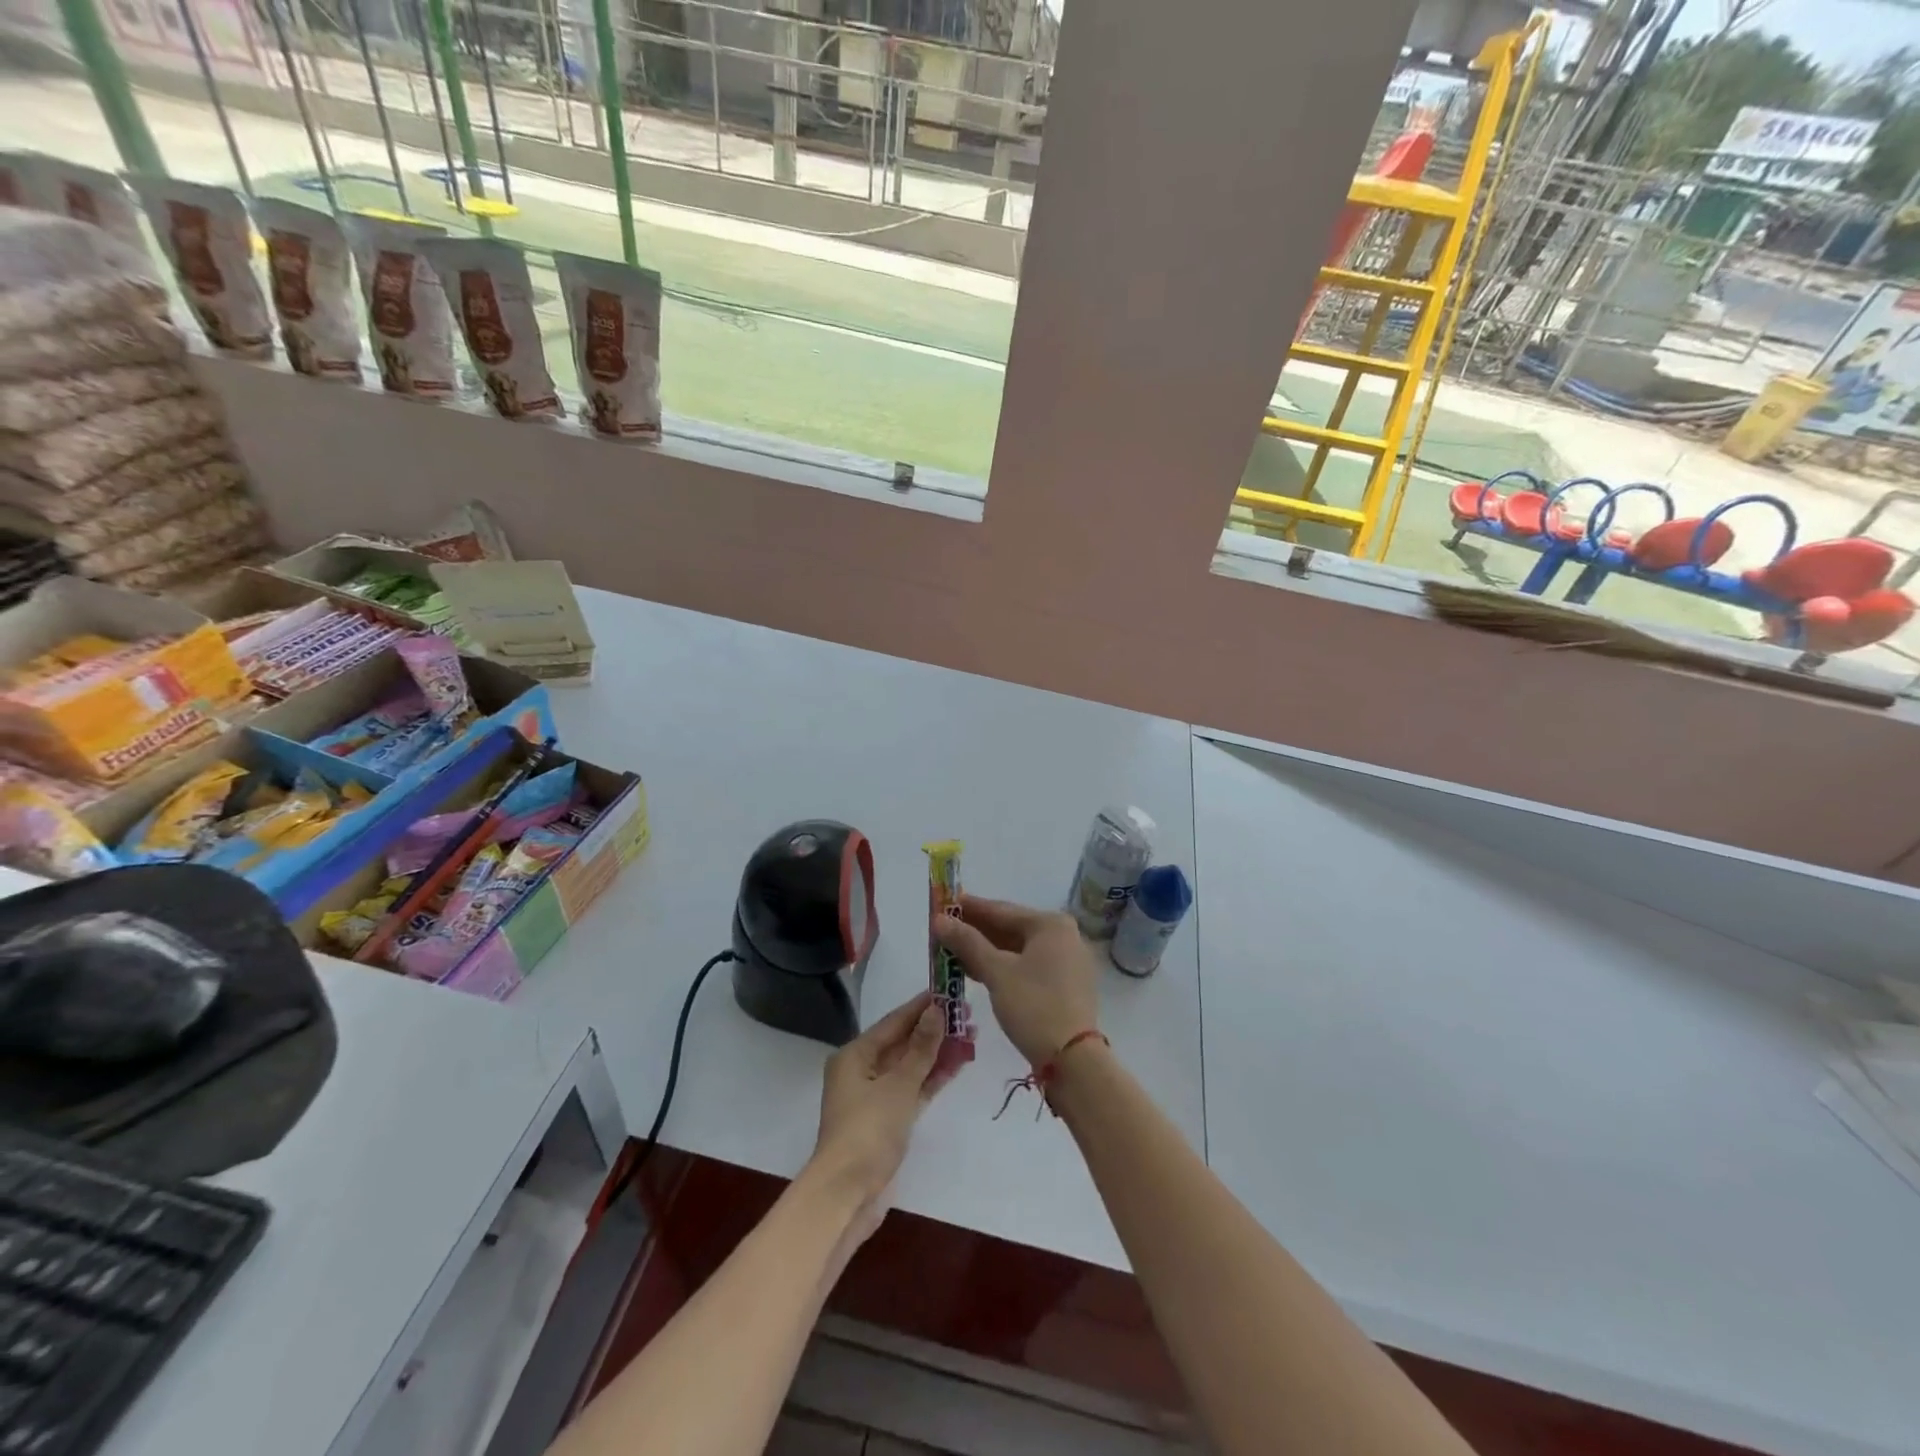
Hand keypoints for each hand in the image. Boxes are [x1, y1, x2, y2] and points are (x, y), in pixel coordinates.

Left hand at [808, 992, 954, 1224]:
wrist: (847, 1196)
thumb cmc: (868, 1132)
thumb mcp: (899, 1086)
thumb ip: (921, 1048)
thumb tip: (937, 1010)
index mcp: (855, 1055)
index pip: (894, 1021)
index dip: (922, 1006)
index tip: (949, 990)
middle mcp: (862, 1070)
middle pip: (903, 1042)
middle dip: (935, 1030)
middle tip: (968, 1014)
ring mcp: (875, 1096)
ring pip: (911, 1066)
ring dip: (938, 1053)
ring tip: (971, 1036)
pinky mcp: (887, 1119)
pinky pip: (913, 1089)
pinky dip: (932, 1078)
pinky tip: (957, 1065)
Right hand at [933, 896, 1099, 1067]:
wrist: (1073, 1059)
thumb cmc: (1034, 1006)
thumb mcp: (996, 972)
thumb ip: (967, 942)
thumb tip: (939, 919)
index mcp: (1051, 924)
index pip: (1001, 910)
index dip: (969, 908)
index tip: (942, 903)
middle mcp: (1064, 935)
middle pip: (1011, 927)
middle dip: (976, 931)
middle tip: (943, 930)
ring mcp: (1067, 960)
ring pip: (1018, 948)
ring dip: (986, 950)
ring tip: (953, 951)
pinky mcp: (1065, 983)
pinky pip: (1028, 964)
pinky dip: (1003, 965)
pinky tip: (977, 971)